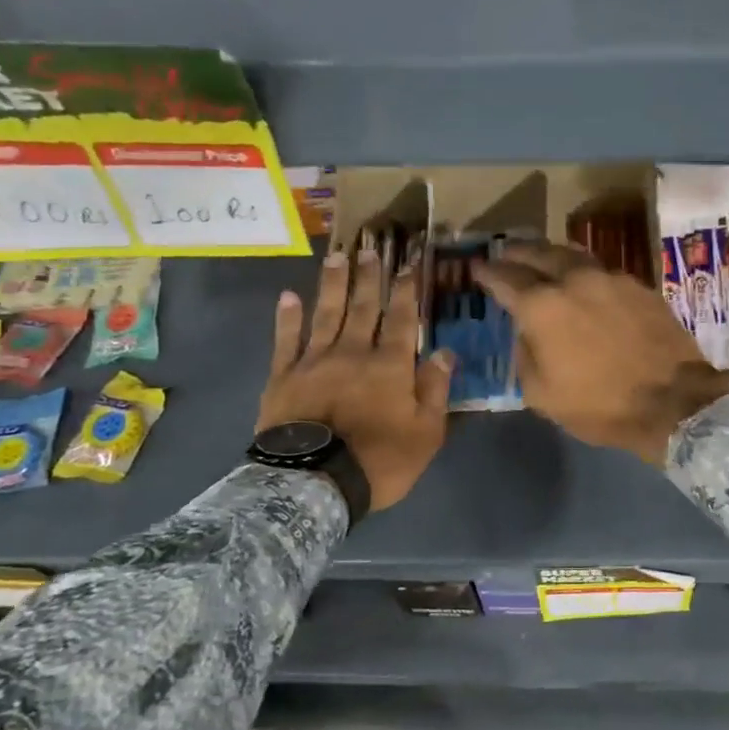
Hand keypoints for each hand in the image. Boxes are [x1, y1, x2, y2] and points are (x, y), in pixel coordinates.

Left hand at [259, 249, 453, 511]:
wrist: (314, 482)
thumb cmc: (380, 461)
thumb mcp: (426, 433)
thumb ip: (435, 390)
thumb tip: (445, 352)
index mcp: (390, 366)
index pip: (403, 318)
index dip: (407, 288)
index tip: (409, 261)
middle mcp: (353, 352)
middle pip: (363, 307)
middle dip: (369, 276)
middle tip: (371, 246)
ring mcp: (314, 361)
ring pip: (326, 313)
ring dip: (332, 283)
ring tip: (337, 256)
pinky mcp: (283, 376)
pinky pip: (286, 340)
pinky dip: (287, 317)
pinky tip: (289, 296)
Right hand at [473, 243, 728, 465]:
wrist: (674, 402)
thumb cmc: (601, 405)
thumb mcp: (542, 395)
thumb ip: (525, 356)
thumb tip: (527, 334)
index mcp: (542, 306)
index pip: (505, 278)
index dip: (487, 272)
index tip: (476, 267)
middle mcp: (574, 280)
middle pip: (539, 253)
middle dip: (517, 251)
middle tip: (505, 252)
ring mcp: (610, 278)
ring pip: (573, 254)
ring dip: (551, 254)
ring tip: (542, 258)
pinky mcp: (639, 286)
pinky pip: (601, 270)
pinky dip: (583, 271)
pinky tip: (584, 282)